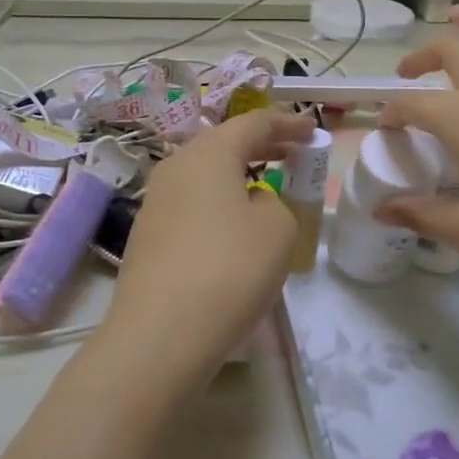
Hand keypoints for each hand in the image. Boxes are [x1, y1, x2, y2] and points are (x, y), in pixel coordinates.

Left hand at [95, 109, 312, 390]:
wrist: (161, 335)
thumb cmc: (230, 268)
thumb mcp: (277, 228)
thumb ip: (276, 203)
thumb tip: (253, 204)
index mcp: (208, 153)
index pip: (253, 123)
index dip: (287, 124)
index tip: (311, 131)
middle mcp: (175, 167)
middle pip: (223, 144)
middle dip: (261, 146)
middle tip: (292, 154)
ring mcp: (155, 202)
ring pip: (204, 175)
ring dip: (237, 176)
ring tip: (265, 190)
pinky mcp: (147, 236)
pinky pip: (191, 205)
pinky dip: (218, 204)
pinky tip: (233, 230)